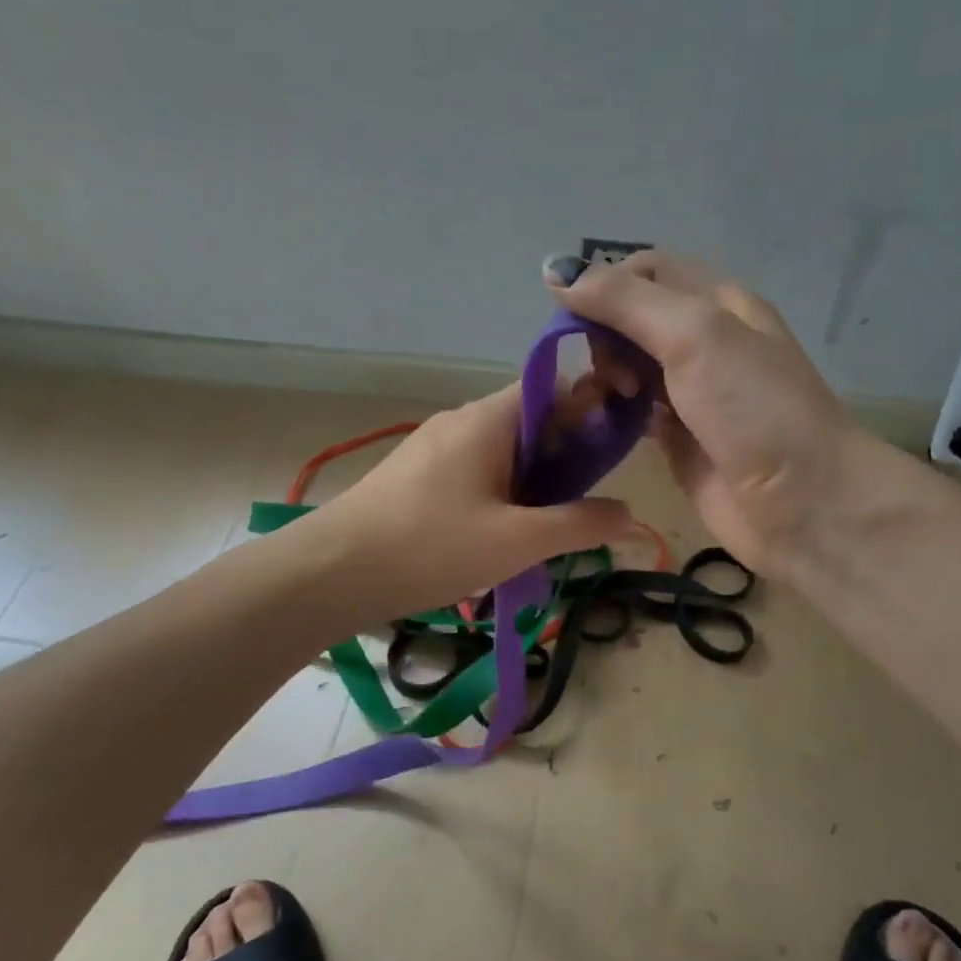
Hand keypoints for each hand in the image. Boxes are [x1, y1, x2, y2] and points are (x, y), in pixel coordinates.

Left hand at [302, 384, 632, 622]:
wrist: (332, 571)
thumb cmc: (431, 546)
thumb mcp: (517, 540)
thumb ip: (579, 524)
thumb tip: (628, 513)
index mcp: (489, 418)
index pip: (556, 389)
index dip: (592, 414)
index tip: (613, 457)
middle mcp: (461, 420)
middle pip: (530, 422)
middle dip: (564, 460)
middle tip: (580, 508)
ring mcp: (433, 446)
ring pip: (502, 452)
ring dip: (532, 484)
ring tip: (543, 531)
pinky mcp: (415, 475)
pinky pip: (474, 471)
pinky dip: (499, 494)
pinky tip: (498, 538)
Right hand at [547, 251, 866, 577]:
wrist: (802, 502)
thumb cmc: (753, 408)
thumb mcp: (693, 334)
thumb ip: (624, 301)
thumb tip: (554, 273)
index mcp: (717, 302)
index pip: (646, 272)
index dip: (605, 286)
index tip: (575, 319)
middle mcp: (704, 341)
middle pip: (632, 319)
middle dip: (603, 335)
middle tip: (608, 372)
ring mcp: (691, 392)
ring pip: (628, 365)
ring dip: (604, 374)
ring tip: (603, 399)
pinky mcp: (678, 438)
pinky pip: (633, 412)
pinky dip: (612, 411)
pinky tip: (602, 422)